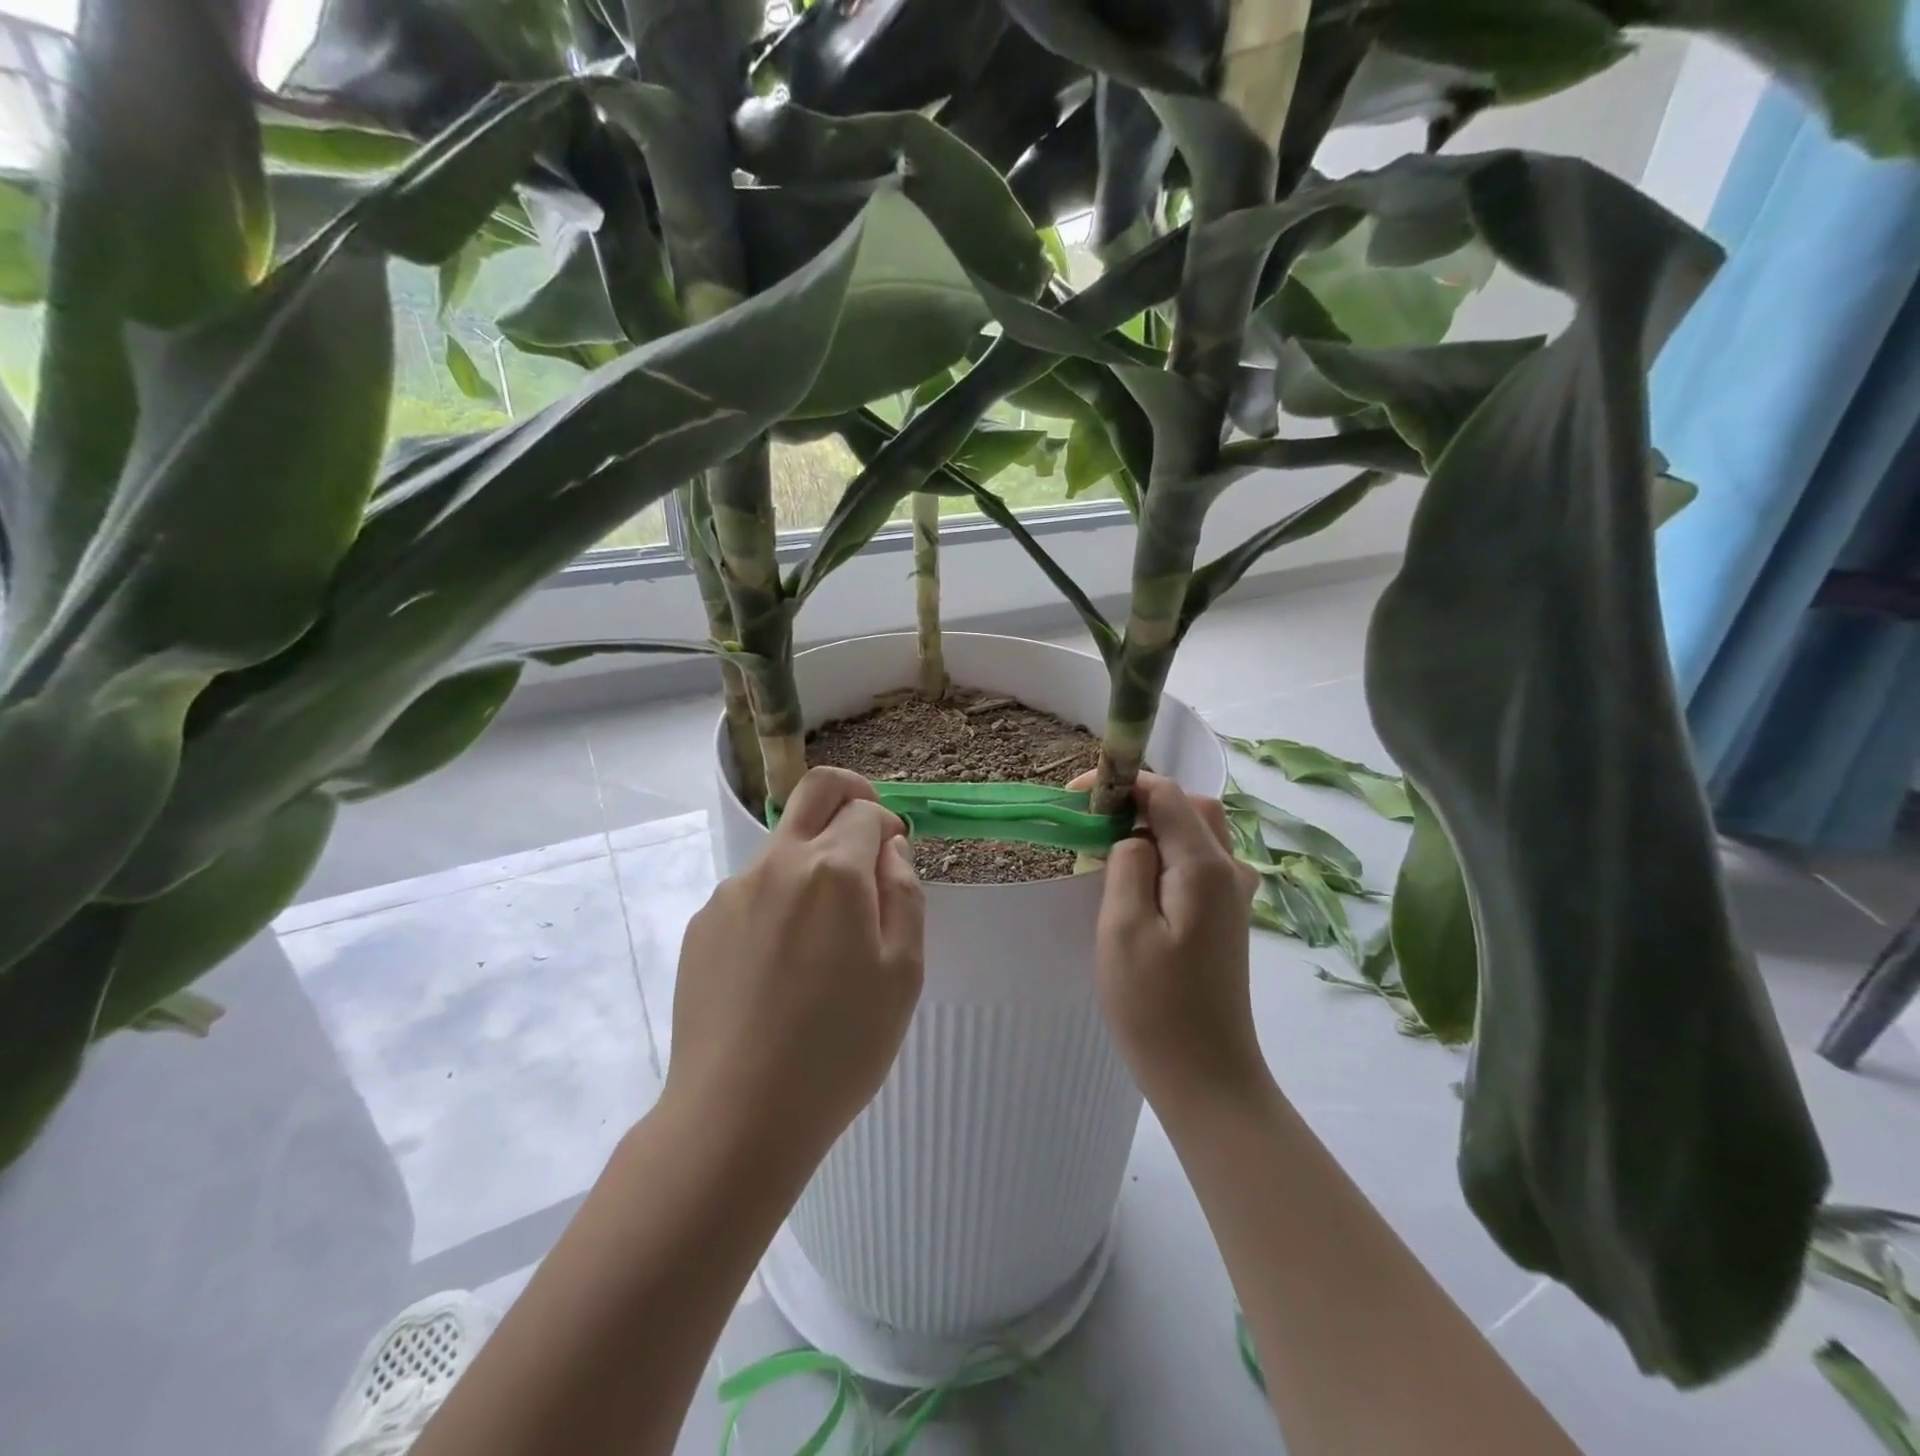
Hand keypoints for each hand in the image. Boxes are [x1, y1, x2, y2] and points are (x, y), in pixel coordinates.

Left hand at [667, 767, 924, 1165]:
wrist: (737, 1115)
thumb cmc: (839, 1047)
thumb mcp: (903, 973)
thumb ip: (904, 894)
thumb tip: (889, 850)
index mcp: (833, 870)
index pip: (866, 811)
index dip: (888, 825)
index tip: (895, 859)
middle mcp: (777, 864)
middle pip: (814, 791)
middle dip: (848, 794)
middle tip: (867, 831)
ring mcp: (732, 892)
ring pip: (783, 848)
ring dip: (812, 863)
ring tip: (822, 940)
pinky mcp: (702, 925)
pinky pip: (752, 892)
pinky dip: (778, 902)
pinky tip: (781, 967)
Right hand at [1080, 771, 1263, 1108]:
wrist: (1207, 1077)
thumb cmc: (1156, 1006)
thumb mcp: (1123, 928)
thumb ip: (1127, 864)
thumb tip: (1132, 836)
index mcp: (1205, 867)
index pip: (1167, 794)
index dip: (1122, 784)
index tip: (1075, 797)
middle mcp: (1229, 871)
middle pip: (1189, 807)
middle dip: (1141, 802)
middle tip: (1095, 825)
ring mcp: (1234, 897)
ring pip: (1196, 834)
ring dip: (1154, 828)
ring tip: (1108, 854)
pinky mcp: (1227, 919)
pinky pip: (1197, 864)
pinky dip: (1166, 855)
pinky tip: (1137, 886)